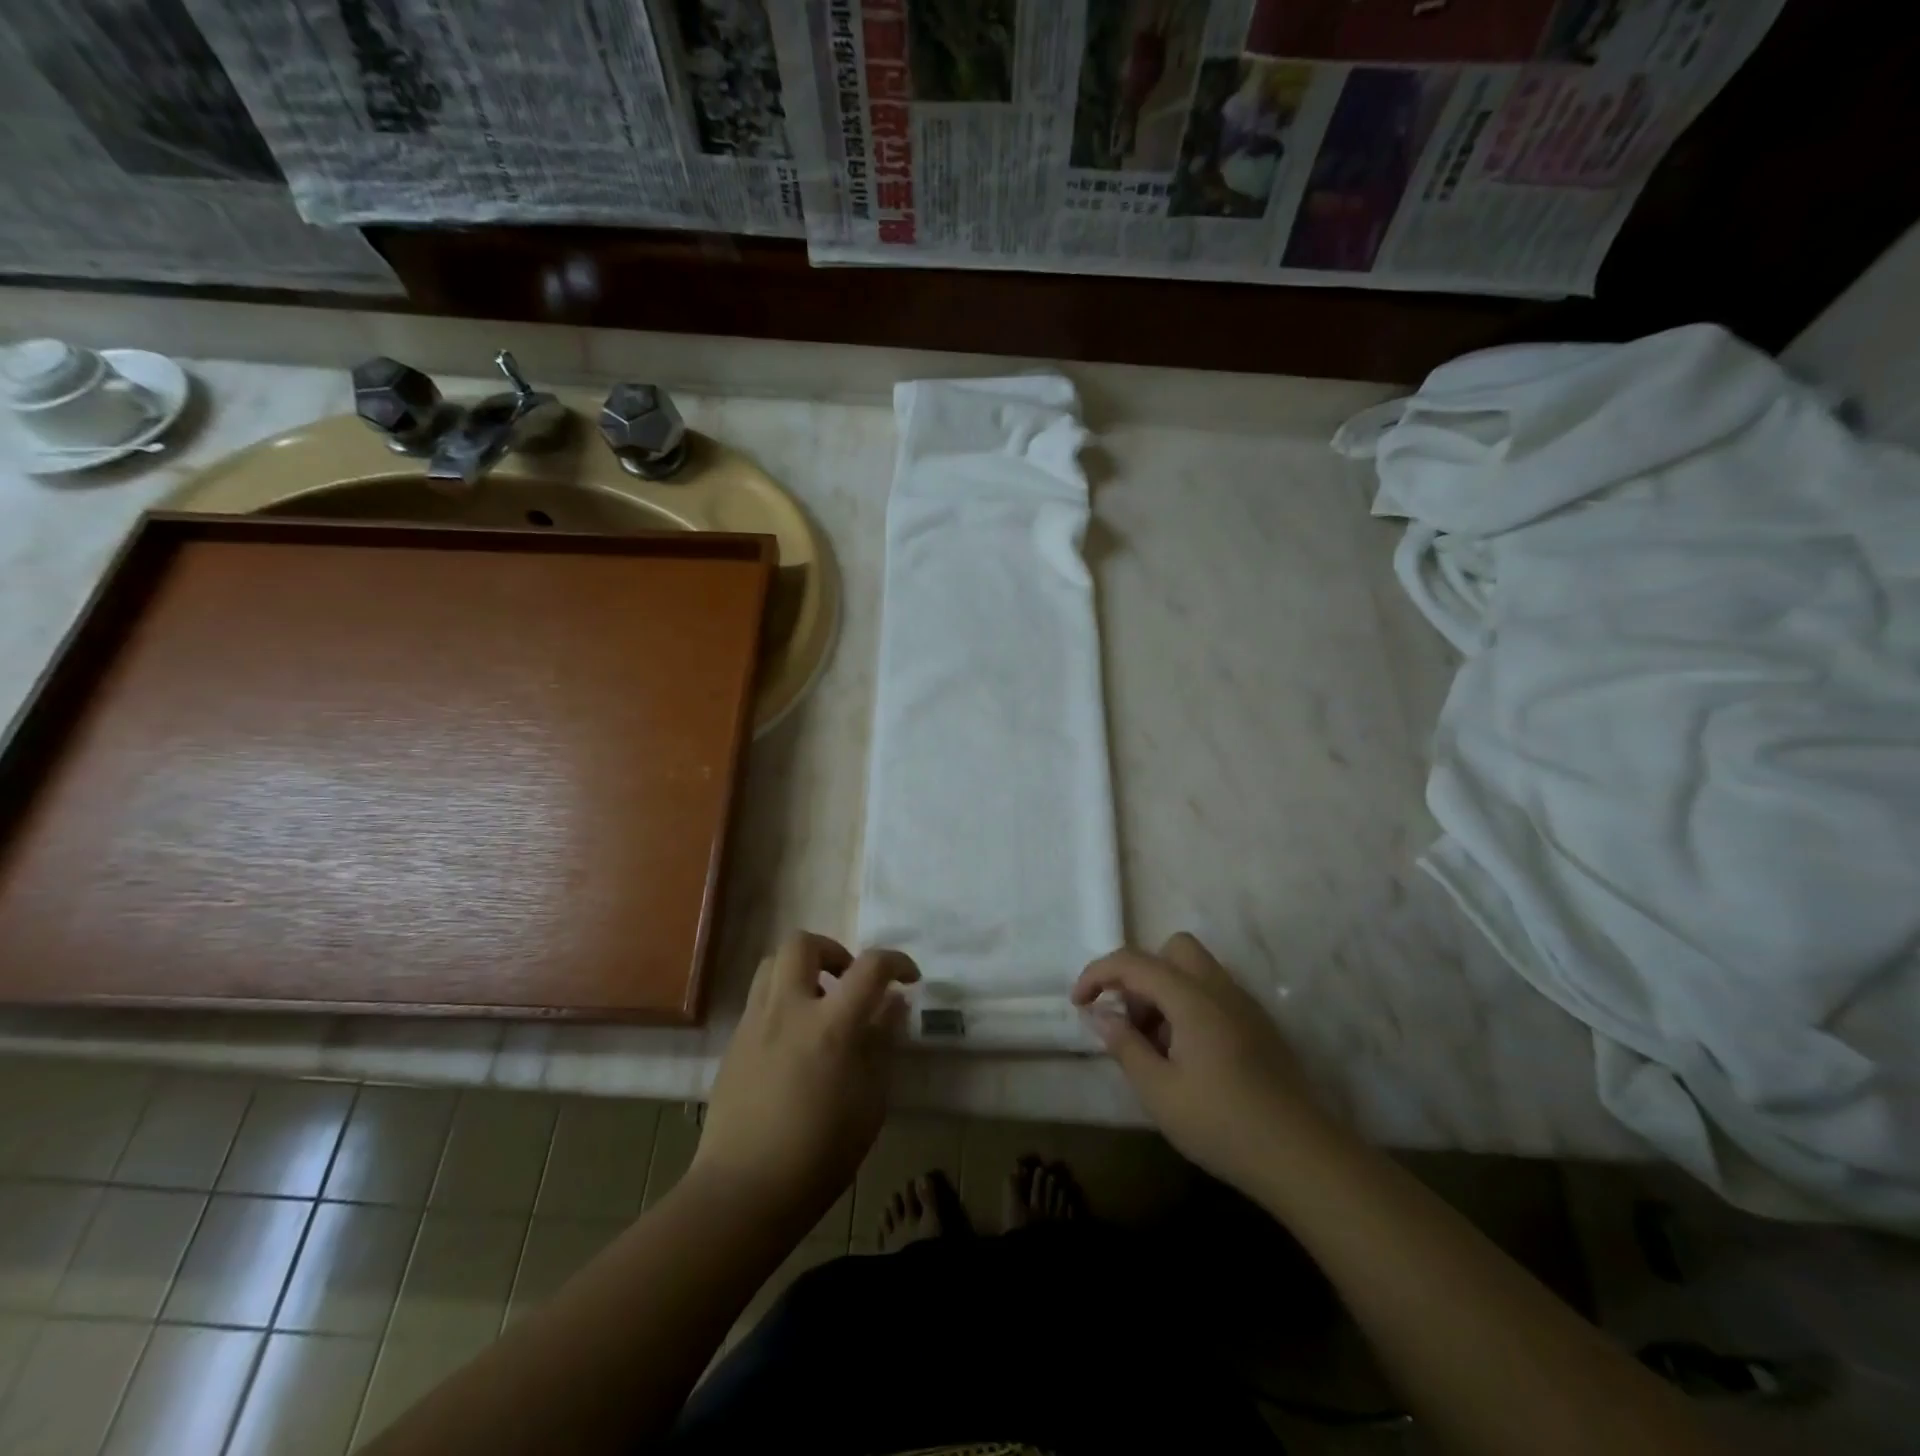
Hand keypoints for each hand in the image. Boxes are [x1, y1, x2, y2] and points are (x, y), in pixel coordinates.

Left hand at [695, 933, 917, 1229]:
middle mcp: (788, 1010)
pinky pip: (759, 998)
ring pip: (772, 963)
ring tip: (819, 1005)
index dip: (896, 961)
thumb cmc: (820, 1153)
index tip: (908, 978)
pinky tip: (794, 1040)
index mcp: (831, 1025)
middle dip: (832, 950)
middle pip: (802, 943)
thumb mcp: (870, 1101)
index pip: (870, 966)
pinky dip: (782, 999)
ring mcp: (754, 1023)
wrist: (743, 1190)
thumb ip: (882, 1042)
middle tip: (848, 980)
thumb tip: (893, 1003)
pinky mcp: (733, 1042)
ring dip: (801, 970)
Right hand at [1072, 933, 1330, 1194]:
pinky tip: (1187, 1058)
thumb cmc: (1222, 1124)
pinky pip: (1214, 994)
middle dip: (1141, 974)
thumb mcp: (1159, 1092)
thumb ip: (1125, 1045)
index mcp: (1192, 998)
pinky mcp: (1259, 1026)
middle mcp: (1220, 989)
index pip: (1134, 962)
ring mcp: (1244, 1005)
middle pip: (1172, 950)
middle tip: (1131, 1019)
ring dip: (1165, 992)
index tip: (1078, 1003)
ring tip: (1156, 1047)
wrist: (1302, 1157)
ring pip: (1194, 971)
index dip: (1098, 974)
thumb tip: (1101, 1014)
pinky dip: (1189, 1007)